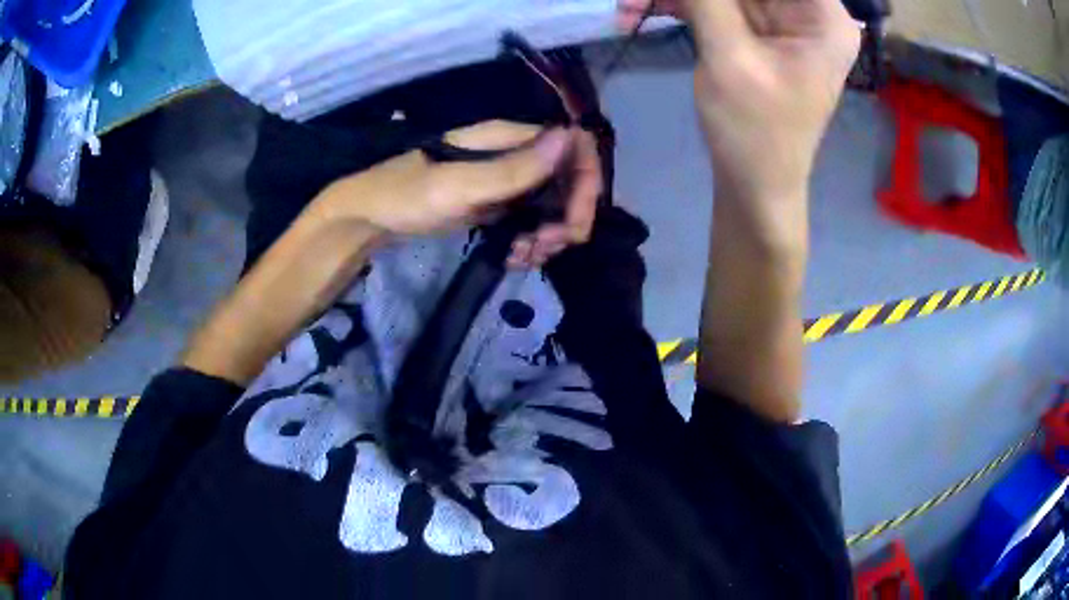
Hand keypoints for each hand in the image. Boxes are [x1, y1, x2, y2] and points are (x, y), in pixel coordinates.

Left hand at [308, 120, 602, 268]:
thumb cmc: (406, 194)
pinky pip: (531, 221)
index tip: (573, 222)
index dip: (586, 183)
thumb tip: (571, 135)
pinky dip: (530, 242)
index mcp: (508, 138)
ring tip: (523, 257)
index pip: (573, 147)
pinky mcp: (496, 204)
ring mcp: (506, 180)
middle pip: (569, 180)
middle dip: (567, 218)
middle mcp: (515, 154)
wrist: (370, 217)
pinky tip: (514, 258)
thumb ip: (515, 167)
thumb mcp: (460, 185)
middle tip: (545, 248)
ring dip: (549, 236)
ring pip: (552, 205)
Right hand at [618, 0, 858, 200]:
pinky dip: (686, 3)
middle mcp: (810, 11)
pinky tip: (650, 8)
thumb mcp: (729, 56)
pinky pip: (721, 2)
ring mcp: (784, 20)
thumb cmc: (754, 132)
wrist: (755, 186)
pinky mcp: (761, 30)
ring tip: (637, 3)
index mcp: (824, 18)